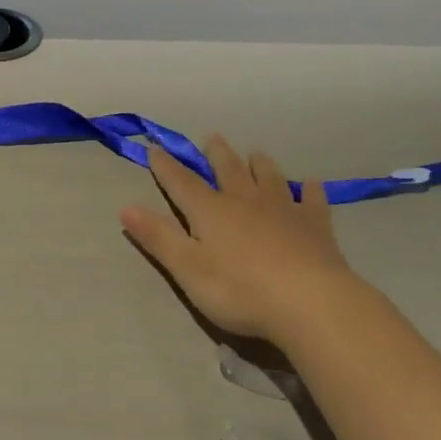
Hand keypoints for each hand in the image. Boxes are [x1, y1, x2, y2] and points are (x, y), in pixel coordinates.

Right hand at [120, 135, 373, 347]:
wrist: (309, 301)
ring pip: (268, 177)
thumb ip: (158, 237)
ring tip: (255, 152)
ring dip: (259, 164)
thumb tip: (125, 206)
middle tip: (212, 137)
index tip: (155, 149)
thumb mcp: (187, 268)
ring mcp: (283, 209)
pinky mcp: (315, 225)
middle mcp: (245, 201)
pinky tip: (311, 184)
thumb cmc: (239, 290)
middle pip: (228, 170)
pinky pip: (311, 200)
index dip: (166, 167)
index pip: (181, 183)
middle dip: (216, 154)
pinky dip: (310, 190)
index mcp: (210, 211)